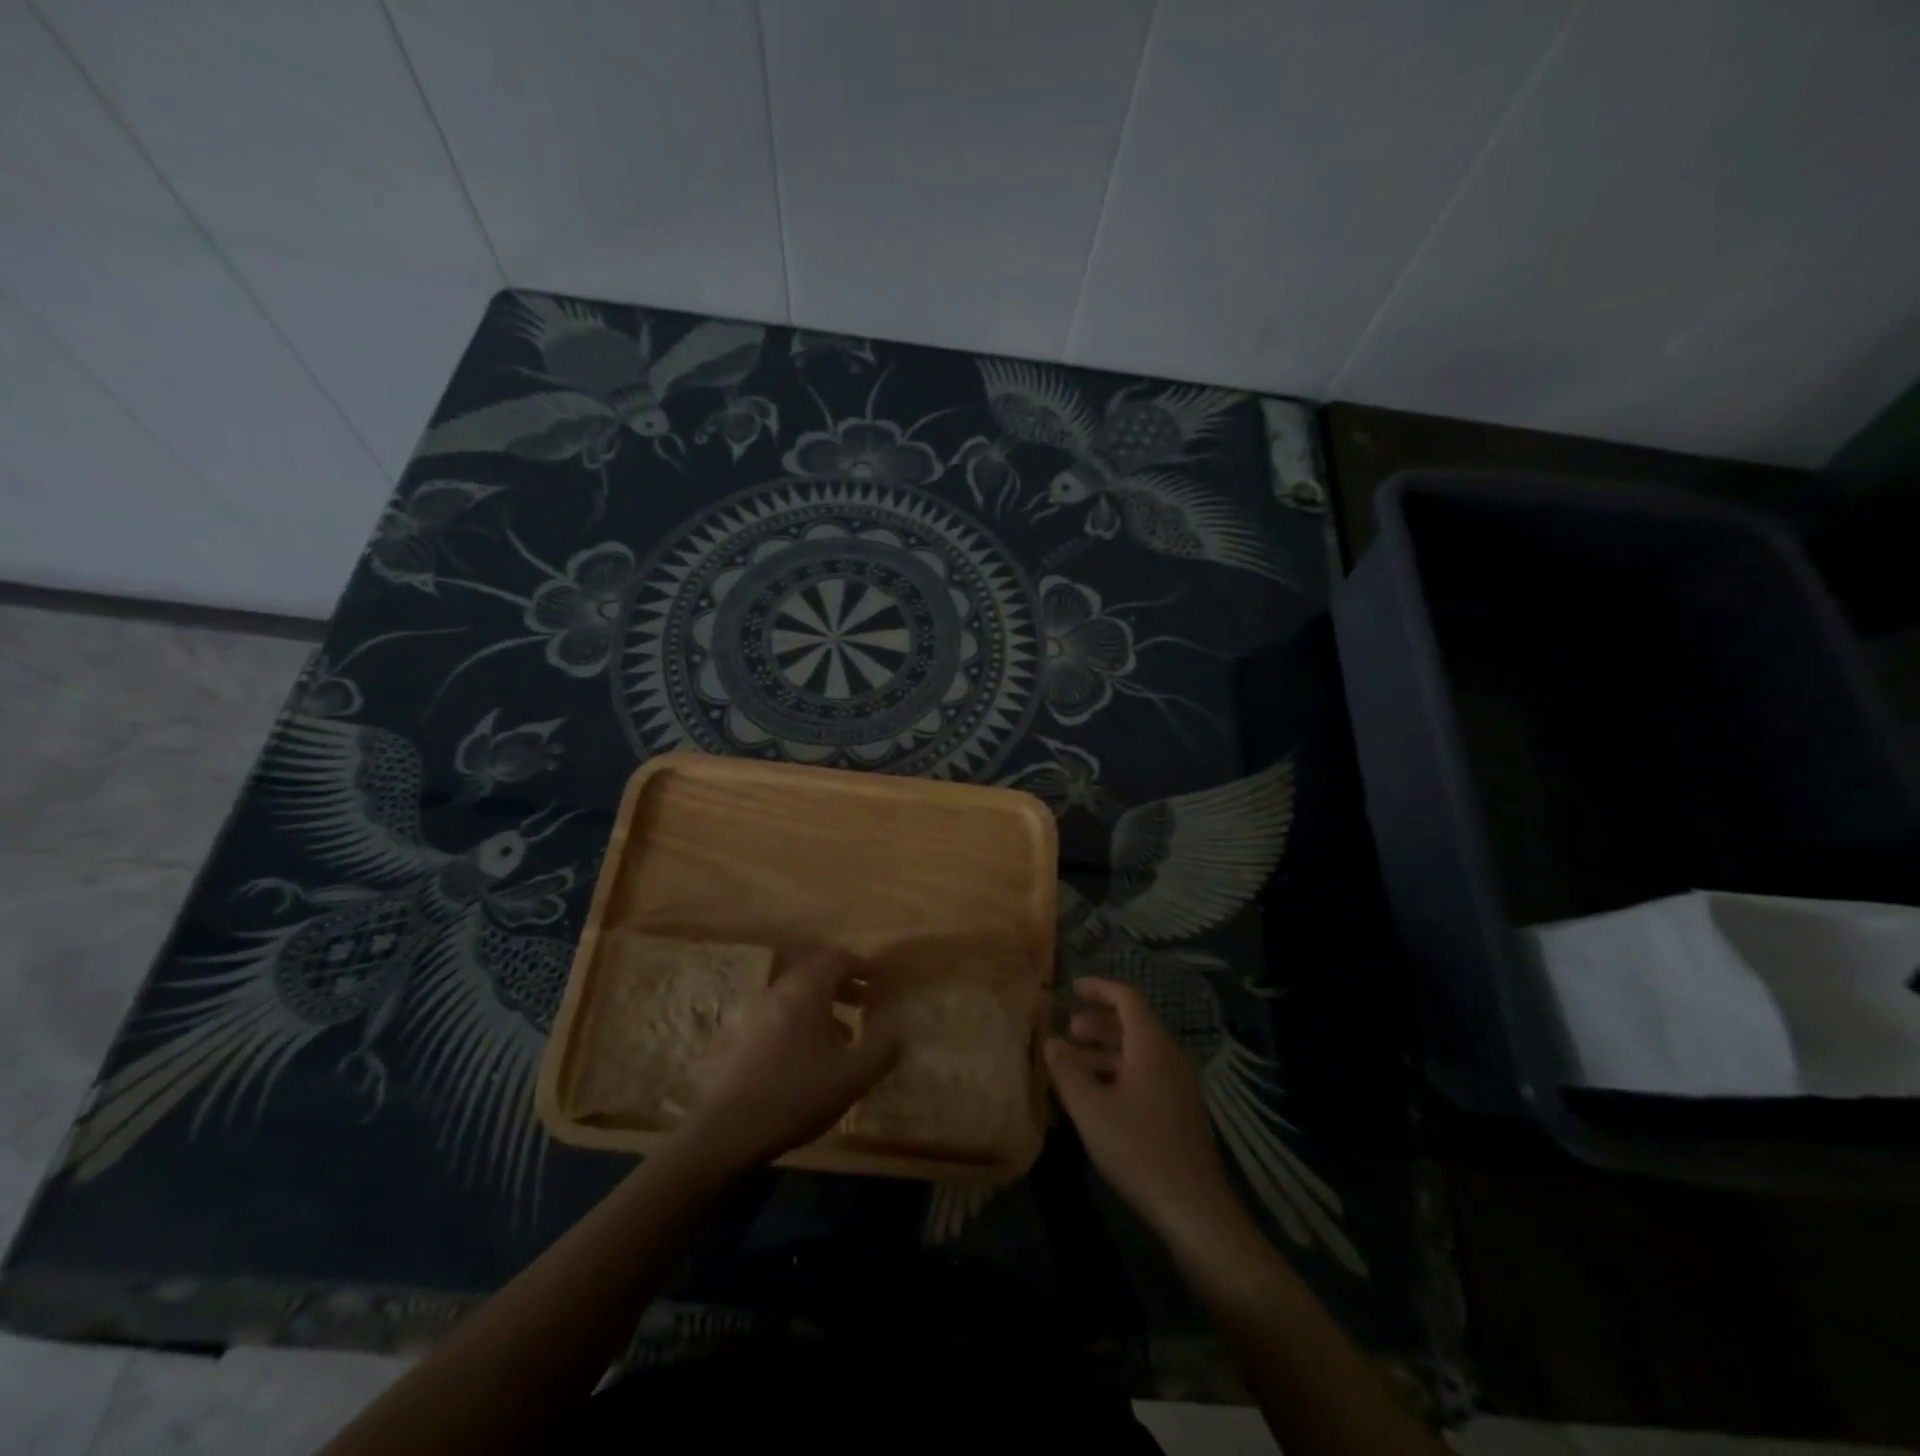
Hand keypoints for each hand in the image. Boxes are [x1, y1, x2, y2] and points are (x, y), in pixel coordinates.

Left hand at [675, 947, 901, 1174]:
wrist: (726, 1130)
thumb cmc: (796, 1094)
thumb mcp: (852, 1075)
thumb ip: (882, 1047)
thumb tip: (898, 1027)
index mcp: (807, 989)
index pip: (837, 958)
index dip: (862, 965)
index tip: (880, 980)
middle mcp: (779, 990)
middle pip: (815, 971)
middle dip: (845, 983)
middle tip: (867, 1002)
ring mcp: (756, 1011)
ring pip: (797, 994)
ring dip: (825, 1004)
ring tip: (845, 1033)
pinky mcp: (742, 1035)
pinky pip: (781, 1013)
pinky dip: (803, 1019)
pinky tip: (812, 1055)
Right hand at [1046, 977, 1240, 1243]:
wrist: (1194, 1208)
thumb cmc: (1138, 1148)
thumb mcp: (1090, 1108)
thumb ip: (1066, 1070)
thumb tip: (1051, 1042)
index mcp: (1152, 1045)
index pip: (1127, 998)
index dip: (1099, 988)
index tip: (1072, 987)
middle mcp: (1170, 1056)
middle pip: (1134, 1025)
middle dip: (1098, 1023)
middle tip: (1068, 1030)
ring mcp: (1179, 1085)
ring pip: (1139, 1053)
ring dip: (1105, 1052)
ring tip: (1073, 1065)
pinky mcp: (1180, 1111)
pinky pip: (1146, 1075)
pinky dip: (1119, 1073)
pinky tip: (1096, 1097)